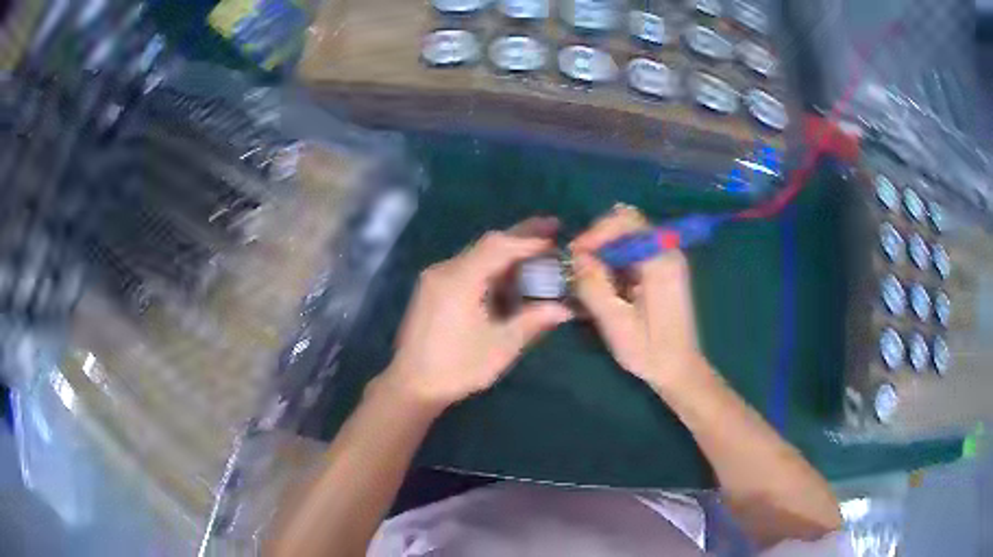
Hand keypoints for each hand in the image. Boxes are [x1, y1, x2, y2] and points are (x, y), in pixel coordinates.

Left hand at [383, 218, 572, 408]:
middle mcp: (444, 270)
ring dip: (506, 253)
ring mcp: (435, 279)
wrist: (412, 385)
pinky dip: (490, 268)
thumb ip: (532, 322)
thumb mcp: (501, 346)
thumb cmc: (457, 367)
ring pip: (476, 255)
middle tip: (552, 228)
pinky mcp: (432, 290)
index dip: (529, 241)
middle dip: (520, 236)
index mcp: (460, 279)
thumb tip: (564, 309)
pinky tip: (507, 277)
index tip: (556, 238)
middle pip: (487, 244)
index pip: (499, 247)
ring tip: (536, 252)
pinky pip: (465, 268)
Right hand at [570, 205, 709, 390]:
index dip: (596, 232)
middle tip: (577, 267)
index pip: (626, 220)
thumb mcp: (616, 323)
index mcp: (661, 260)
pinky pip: (631, 254)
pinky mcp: (660, 271)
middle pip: (625, 225)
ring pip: (625, 239)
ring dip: (603, 255)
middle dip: (597, 242)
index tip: (575, 255)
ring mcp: (665, 261)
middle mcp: (666, 252)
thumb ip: (594, 286)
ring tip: (585, 281)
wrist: (679, 370)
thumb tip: (576, 257)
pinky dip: (612, 265)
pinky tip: (601, 289)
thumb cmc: (650, 351)